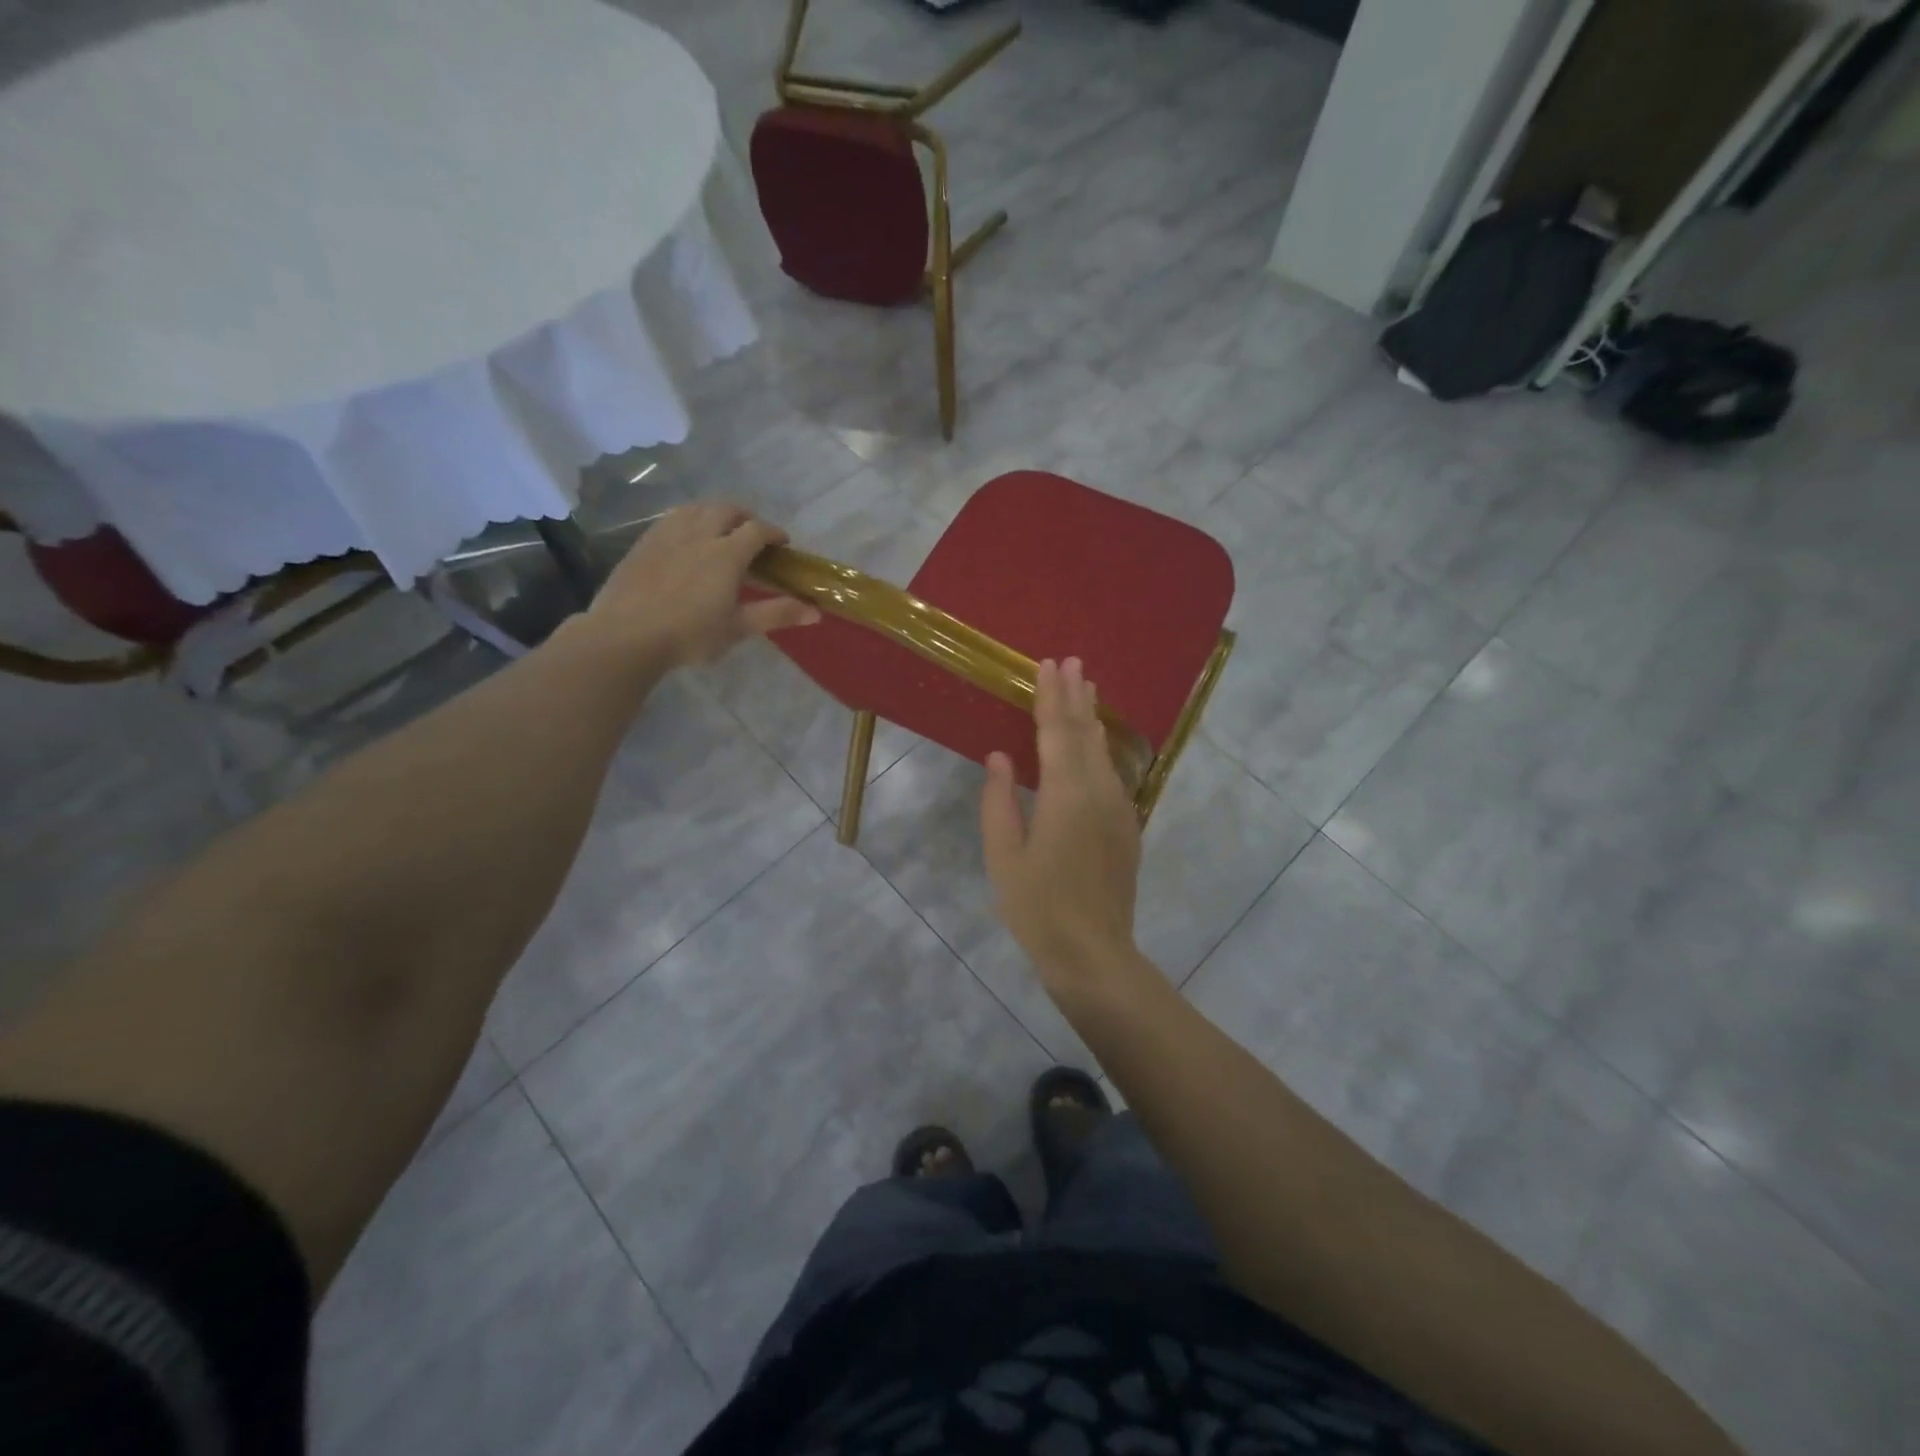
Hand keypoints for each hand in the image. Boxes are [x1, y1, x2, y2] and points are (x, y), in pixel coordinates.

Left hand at [584, 503, 818, 669]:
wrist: (626, 635)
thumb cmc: (689, 635)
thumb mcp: (737, 628)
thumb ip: (776, 614)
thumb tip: (817, 613)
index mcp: (726, 554)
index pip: (757, 530)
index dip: (773, 533)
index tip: (782, 544)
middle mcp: (699, 534)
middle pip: (727, 509)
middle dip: (745, 516)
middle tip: (753, 534)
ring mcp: (668, 534)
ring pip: (697, 508)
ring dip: (715, 513)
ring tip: (721, 530)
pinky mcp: (644, 542)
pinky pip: (672, 518)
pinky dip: (689, 519)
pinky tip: (686, 537)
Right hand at [980, 658, 1144, 994]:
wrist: (1093, 952)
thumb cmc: (1038, 906)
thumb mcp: (1004, 855)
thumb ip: (1000, 801)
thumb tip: (999, 757)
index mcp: (1065, 794)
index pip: (1056, 732)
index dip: (1050, 696)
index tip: (1048, 664)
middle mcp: (1098, 792)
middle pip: (1086, 734)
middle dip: (1076, 696)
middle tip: (1072, 663)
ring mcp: (1118, 809)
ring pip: (1104, 753)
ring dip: (1091, 719)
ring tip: (1087, 690)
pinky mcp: (1127, 828)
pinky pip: (1112, 775)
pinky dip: (1101, 750)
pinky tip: (1096, 746)